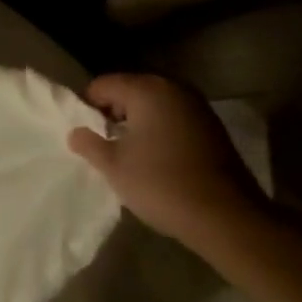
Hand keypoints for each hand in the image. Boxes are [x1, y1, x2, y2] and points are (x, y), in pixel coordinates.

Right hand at [67, 74, 268, 243]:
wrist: (225, 216)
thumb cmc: (160, 183)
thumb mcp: (113, 166)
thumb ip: (90, 144)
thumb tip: (76, 133)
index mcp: (147, 90)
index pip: (103, 85)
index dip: (87, 106)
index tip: (84, 134)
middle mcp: (174, 88)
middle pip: (130, 90)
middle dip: (113, 113)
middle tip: (103, 143)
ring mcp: (198, 107)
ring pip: (154, 105)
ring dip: (137, 123)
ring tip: (128, 153)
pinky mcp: (212, 127)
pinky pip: (174, 119)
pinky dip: (160, 131)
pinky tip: (156, 158)